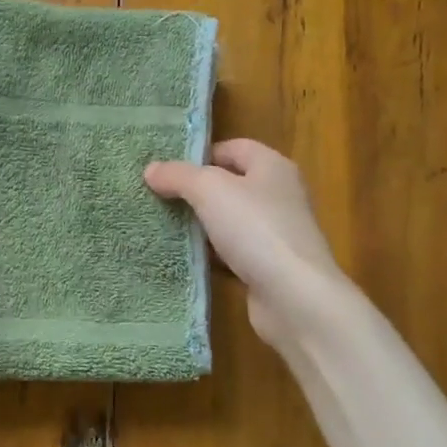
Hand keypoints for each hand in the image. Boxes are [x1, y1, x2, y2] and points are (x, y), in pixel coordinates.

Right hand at [145, 139, 345, 344]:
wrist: (294, 297)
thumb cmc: (255, 229)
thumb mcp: (209, 190)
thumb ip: (178, 175)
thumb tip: (151, 169)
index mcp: (273, 167)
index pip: (233, 148)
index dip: (201, 154)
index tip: (168, 169)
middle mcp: (279, 195)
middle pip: (231, 184)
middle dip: (195, 191)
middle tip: (158, 197)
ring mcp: (276, 233)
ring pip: (230, 221)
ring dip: (201, 225)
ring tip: (164, 226)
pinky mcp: (269, 267)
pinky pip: (233, 253)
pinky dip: (211, 255)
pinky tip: (185, 259)